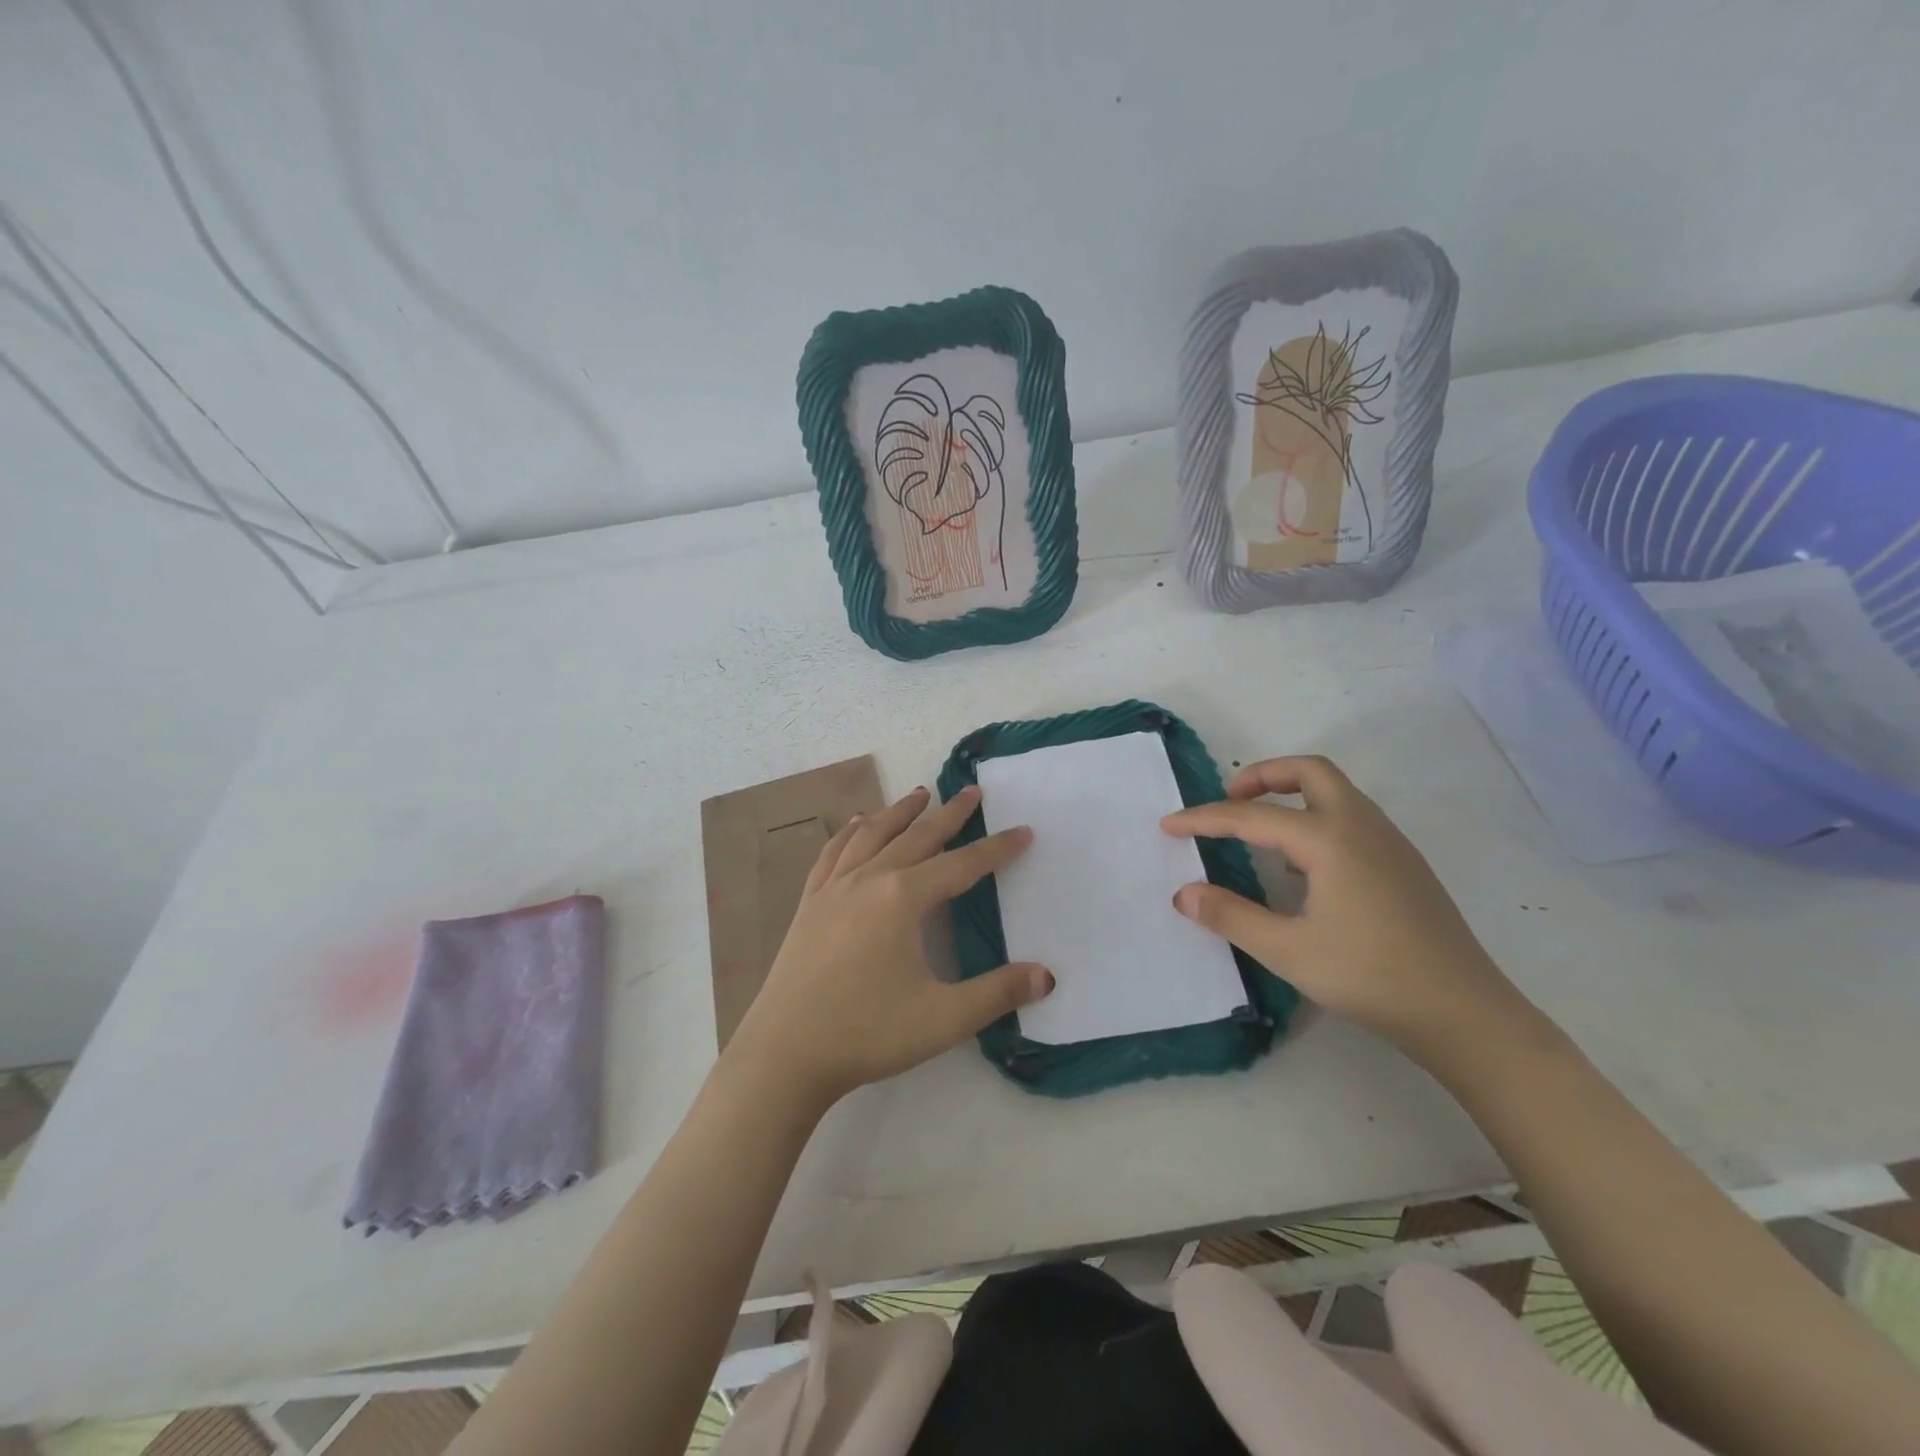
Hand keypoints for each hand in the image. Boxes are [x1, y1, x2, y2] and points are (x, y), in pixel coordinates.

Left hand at [725, 784, 1053, 1108]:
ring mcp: (833, 888)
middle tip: (973, 791)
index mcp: (903, 899)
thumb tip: (1047, 975)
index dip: (997, 848)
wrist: (784, 1053)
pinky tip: (856, 824)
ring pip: (872, 835)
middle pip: (917, 837)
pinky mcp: (809, 903)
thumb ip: (998, 993)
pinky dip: (850, 832)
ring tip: (919, 795)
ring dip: (899, 812)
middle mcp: (869, 880)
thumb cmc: (867, 1033)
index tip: (1023, 831)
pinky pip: (833, 853)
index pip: (962, 864)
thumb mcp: (943, 1019)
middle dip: (950, 814)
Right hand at [1161, 756, 1535, 1065]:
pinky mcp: (1405, 864)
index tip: (1169, 825)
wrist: (1465, 1014)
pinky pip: (1352, 817)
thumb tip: (1183, 893)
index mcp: (1329, 839)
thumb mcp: (1288, 951)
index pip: (1252, 816)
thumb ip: (1230, 916)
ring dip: (1292, 795)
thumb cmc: (1370, 977)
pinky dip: (1317, 818)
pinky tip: (1304, 868)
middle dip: (1262, 776)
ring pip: (1336, 791)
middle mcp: (1362, 826)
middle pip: (1309, 771)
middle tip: (1230, 800)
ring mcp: (1390, 842)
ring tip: (1260, 832)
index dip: (1205, 819)